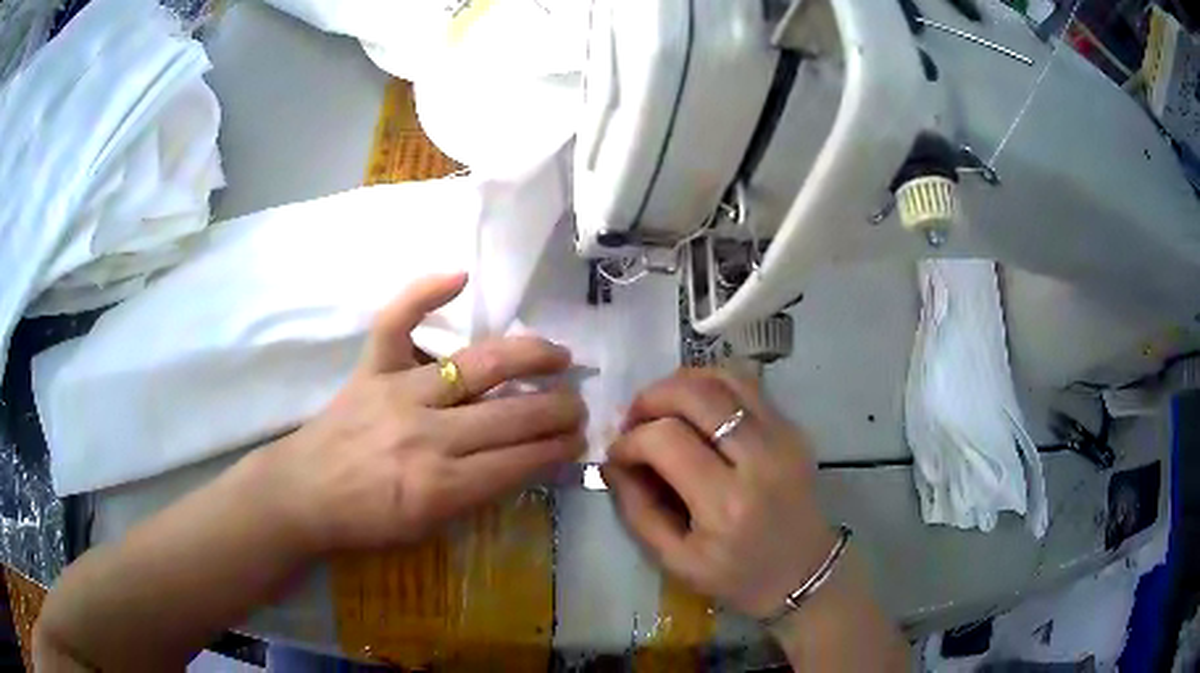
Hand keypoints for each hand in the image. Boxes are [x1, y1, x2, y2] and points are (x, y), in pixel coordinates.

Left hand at [260, 273, 585, 554]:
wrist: (302, 495)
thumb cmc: (365, 523)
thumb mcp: (429, 529)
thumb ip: (477, 494)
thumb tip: (522, 462)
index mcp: (442, 487)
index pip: (520, 461)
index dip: (558, 449)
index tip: (579, 439)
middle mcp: (428, 435)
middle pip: (511, 414)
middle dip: (558, 408)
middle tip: (579, 404)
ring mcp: (398, 394)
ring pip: (478, 366)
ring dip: (530, 358)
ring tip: (559, 356)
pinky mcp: (370, 369)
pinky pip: (397, 323)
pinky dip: (424, 294)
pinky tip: (460, 276)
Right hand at [602, 369, 834, 618]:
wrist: (804, 572)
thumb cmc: (737, 575)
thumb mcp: (675, 561)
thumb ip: (637, 510)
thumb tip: (612, 462)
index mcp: (727, 503)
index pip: (667, 440)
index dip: (630, 440)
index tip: (618, 455)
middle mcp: (759, 459)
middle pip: (696, 395)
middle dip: (651, 398)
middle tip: (633, 421)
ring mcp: (783, 436)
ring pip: (724, 377)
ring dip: (680, 384)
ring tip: (661, 408)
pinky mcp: (793, 427)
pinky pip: (747, 384)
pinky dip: (711, 384)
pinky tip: (695, 407)